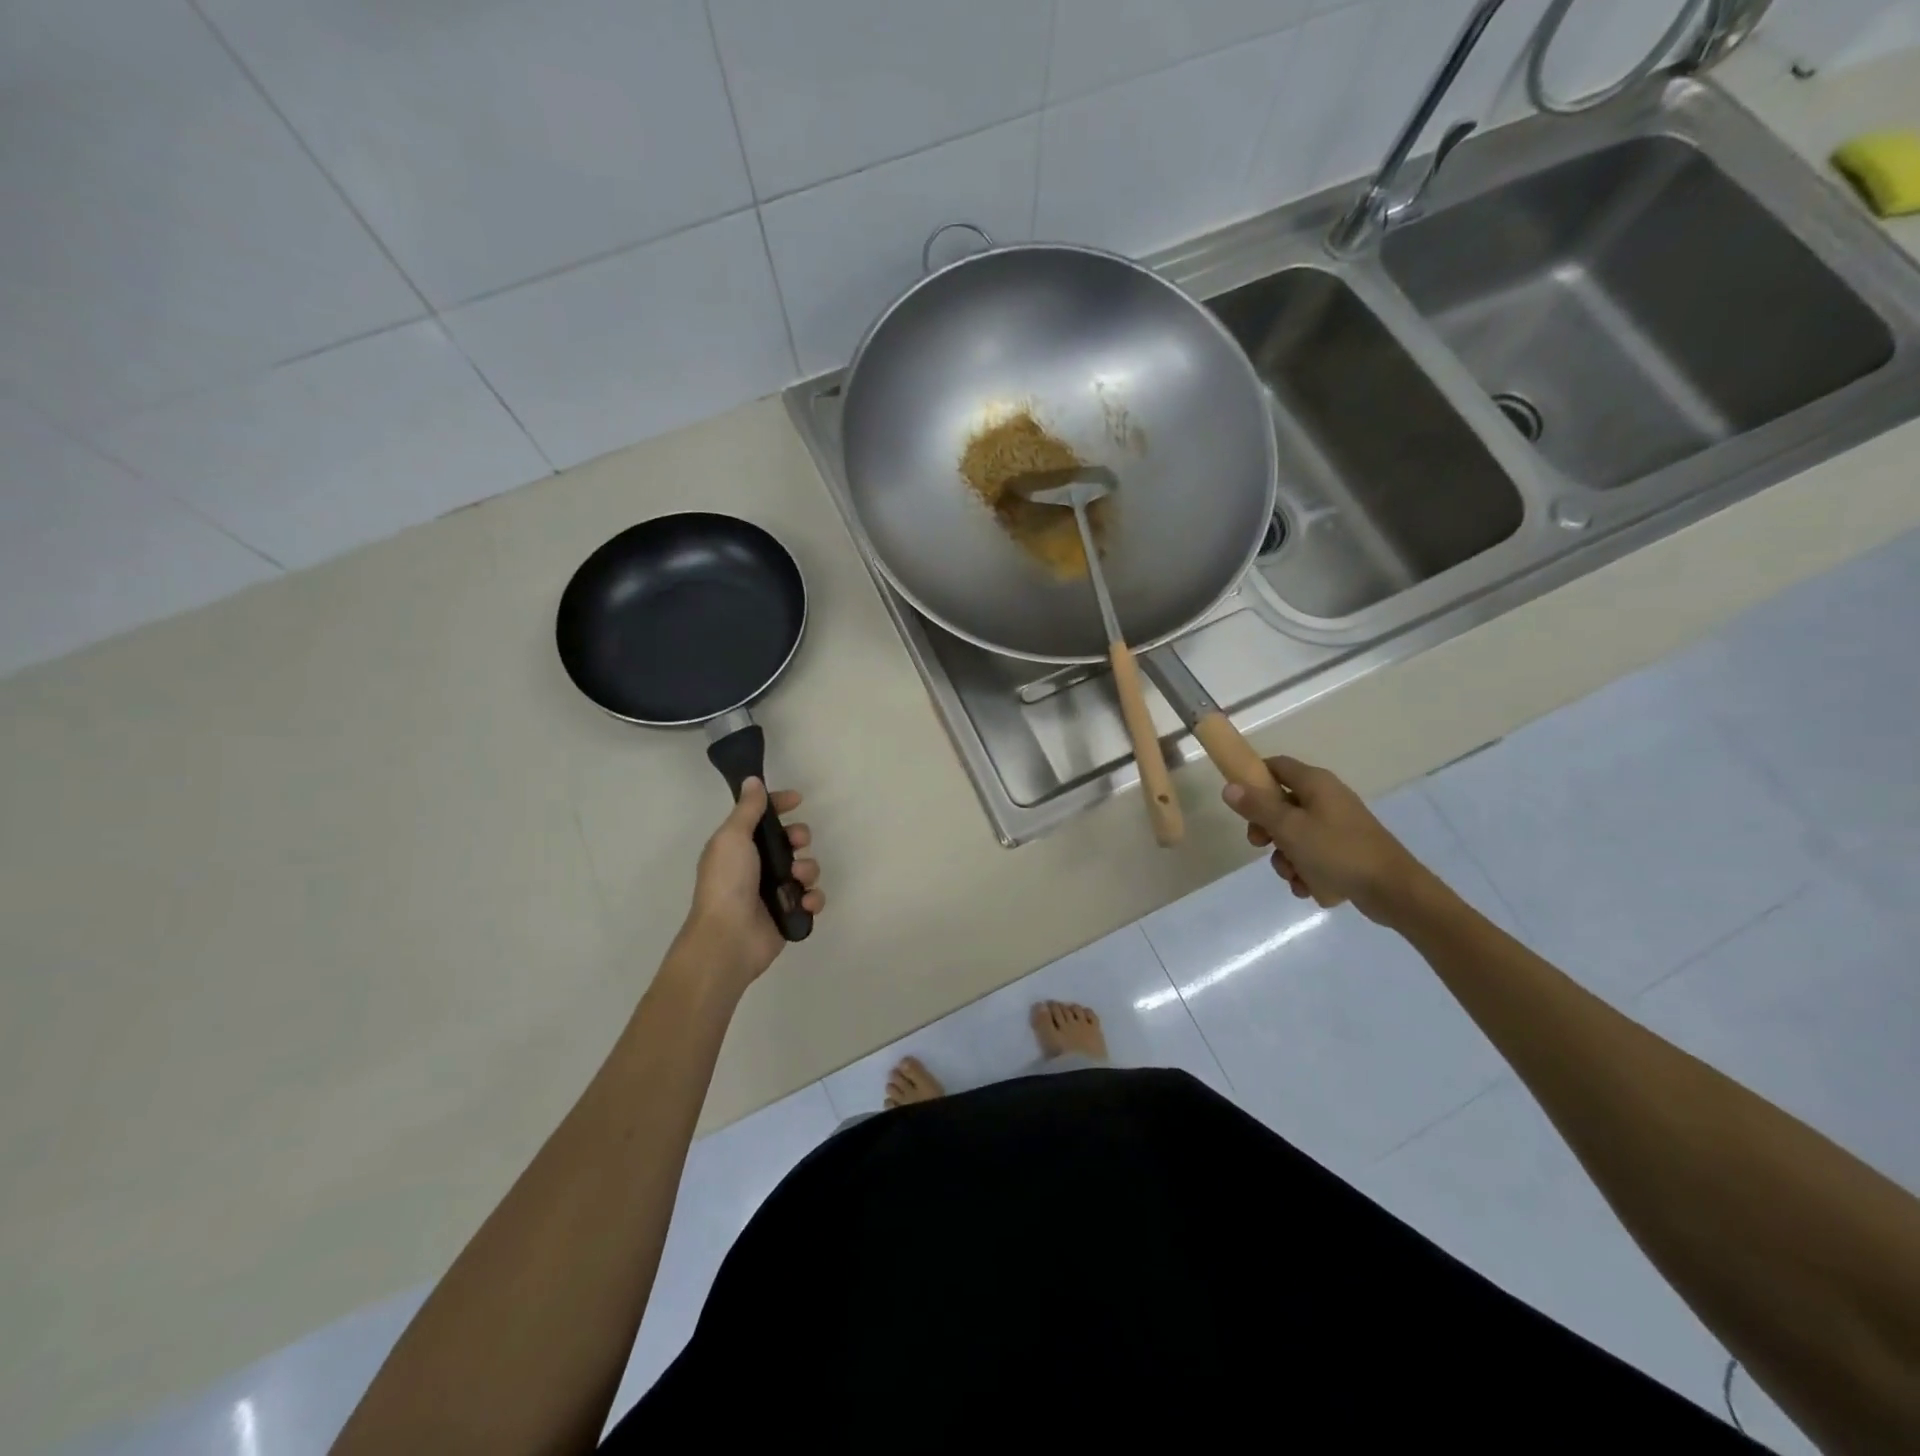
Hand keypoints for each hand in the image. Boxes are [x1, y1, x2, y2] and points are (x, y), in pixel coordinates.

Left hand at [679, 778, 824, 989]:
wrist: (728, 937)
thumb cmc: (727, 882)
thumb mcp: (732, 837)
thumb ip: (747, 809)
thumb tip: (753, 781)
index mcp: (739, 846)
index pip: (764, 818)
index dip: (780, 805)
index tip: (797, 800)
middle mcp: (758, 866)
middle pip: (791, 841)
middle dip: (800, 837)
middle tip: (797, 843)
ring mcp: (775, 891)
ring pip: (806, 868)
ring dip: (808, 869)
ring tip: (797, 879)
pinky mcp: (790, 914)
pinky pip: (812, 898)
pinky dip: (813, 898)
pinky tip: (804, 902)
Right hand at [1221, 756, 1428, 923]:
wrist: (1393, 891)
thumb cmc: (1337, 852)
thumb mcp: (1289, 828)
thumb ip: (1257, 807)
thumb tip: (1229, 786)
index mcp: (1316, 784)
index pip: (1276, 766)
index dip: (1253, 779)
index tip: (1239, 802)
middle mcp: (1327, 799)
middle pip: (1281, 805)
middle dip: (1267, 829)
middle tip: (1260, 845)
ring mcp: (1338, 826)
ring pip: (1295, 835)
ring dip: (1285, 857)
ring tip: (1292, 875)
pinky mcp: (1346, 851)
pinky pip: (1313, 855)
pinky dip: (1305, 870)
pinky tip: (1308, 887)